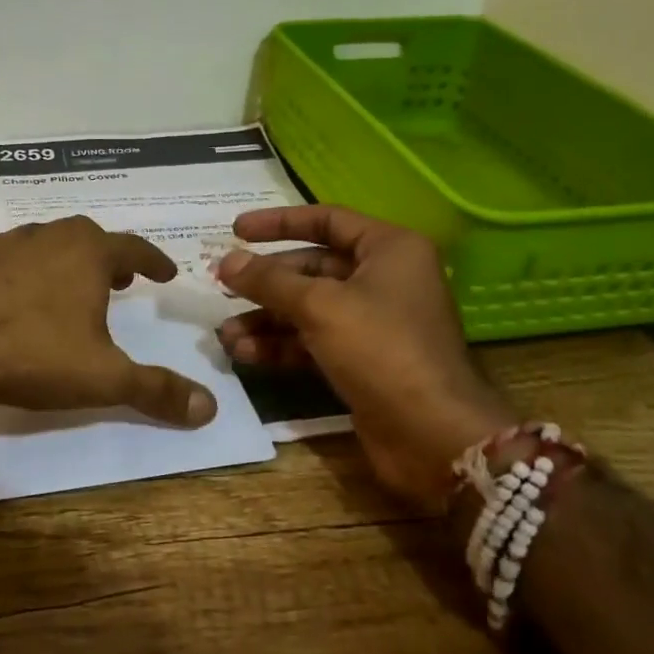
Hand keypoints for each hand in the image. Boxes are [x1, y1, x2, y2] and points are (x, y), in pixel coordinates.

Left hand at [0, 216, 218, 427]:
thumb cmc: (30, 353)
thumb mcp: (102, 378)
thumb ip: (157, 391)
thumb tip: (211, 408)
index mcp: (88, 252)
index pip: (134, 249)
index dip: (155, 261)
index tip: (166, 273)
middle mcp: (50, 236)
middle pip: (90, 238)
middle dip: (112, 259)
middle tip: (124, 281)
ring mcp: (7, 244)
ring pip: (51, 245)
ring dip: (70, 263)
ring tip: (76, 290)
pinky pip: (15, 259)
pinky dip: (31, 273)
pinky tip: (23, 300)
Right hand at [215, 206, 511, 508]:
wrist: (431, 434)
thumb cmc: (381, 349)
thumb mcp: (319, 306)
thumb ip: (269, 281)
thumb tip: (226, 261)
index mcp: (389, 249)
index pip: (326, 220)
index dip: (278, 223)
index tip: (236, 230)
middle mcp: (383, 279)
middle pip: (312, 268)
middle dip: (265, 282)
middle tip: (221, 287)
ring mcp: (373, 323)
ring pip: (307, 309)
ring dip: (266, 319)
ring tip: (226, 334)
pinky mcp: (361, 360)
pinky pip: (312, 341)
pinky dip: (280, 346)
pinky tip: (245, 354)